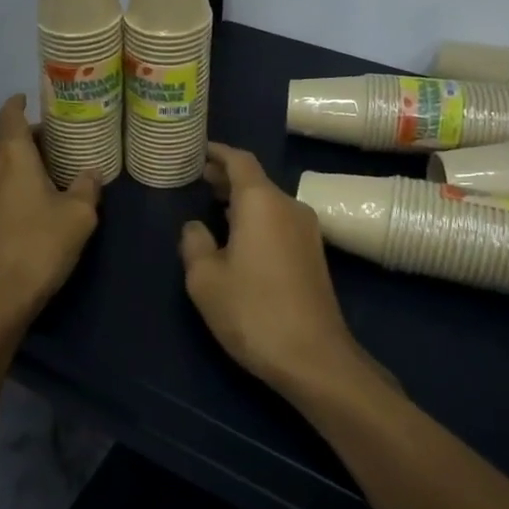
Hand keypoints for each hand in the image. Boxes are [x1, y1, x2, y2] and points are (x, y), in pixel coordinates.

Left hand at [0, 95, 100, 337]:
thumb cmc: (38, 245)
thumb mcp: (78, 216)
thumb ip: (87, 187)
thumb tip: (92, 172)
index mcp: (9, 152)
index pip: (9, 114)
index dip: (19, 104)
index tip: (29, 100)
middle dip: (22, 137)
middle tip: (51, 144)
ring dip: (10, 161)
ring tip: (38, 171)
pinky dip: (1, 184)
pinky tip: (21, 202)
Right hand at [178, 143, 371, 395]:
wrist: (314, 357)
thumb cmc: (252, 311)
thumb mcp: (205, 279)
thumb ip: (194, 243)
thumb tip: (195, 226)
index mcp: (261, 202)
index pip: (239, 160)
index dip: (217, 153)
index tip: (198, 151)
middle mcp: (289, 207)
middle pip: (256, 180)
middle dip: (226, 176)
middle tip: (198, 178)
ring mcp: (306, 231)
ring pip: (269, 202)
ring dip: (241, 200)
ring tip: (213, 205)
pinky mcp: (313, 254)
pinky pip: (279, 221)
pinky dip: (256, 218)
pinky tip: (238, 237)